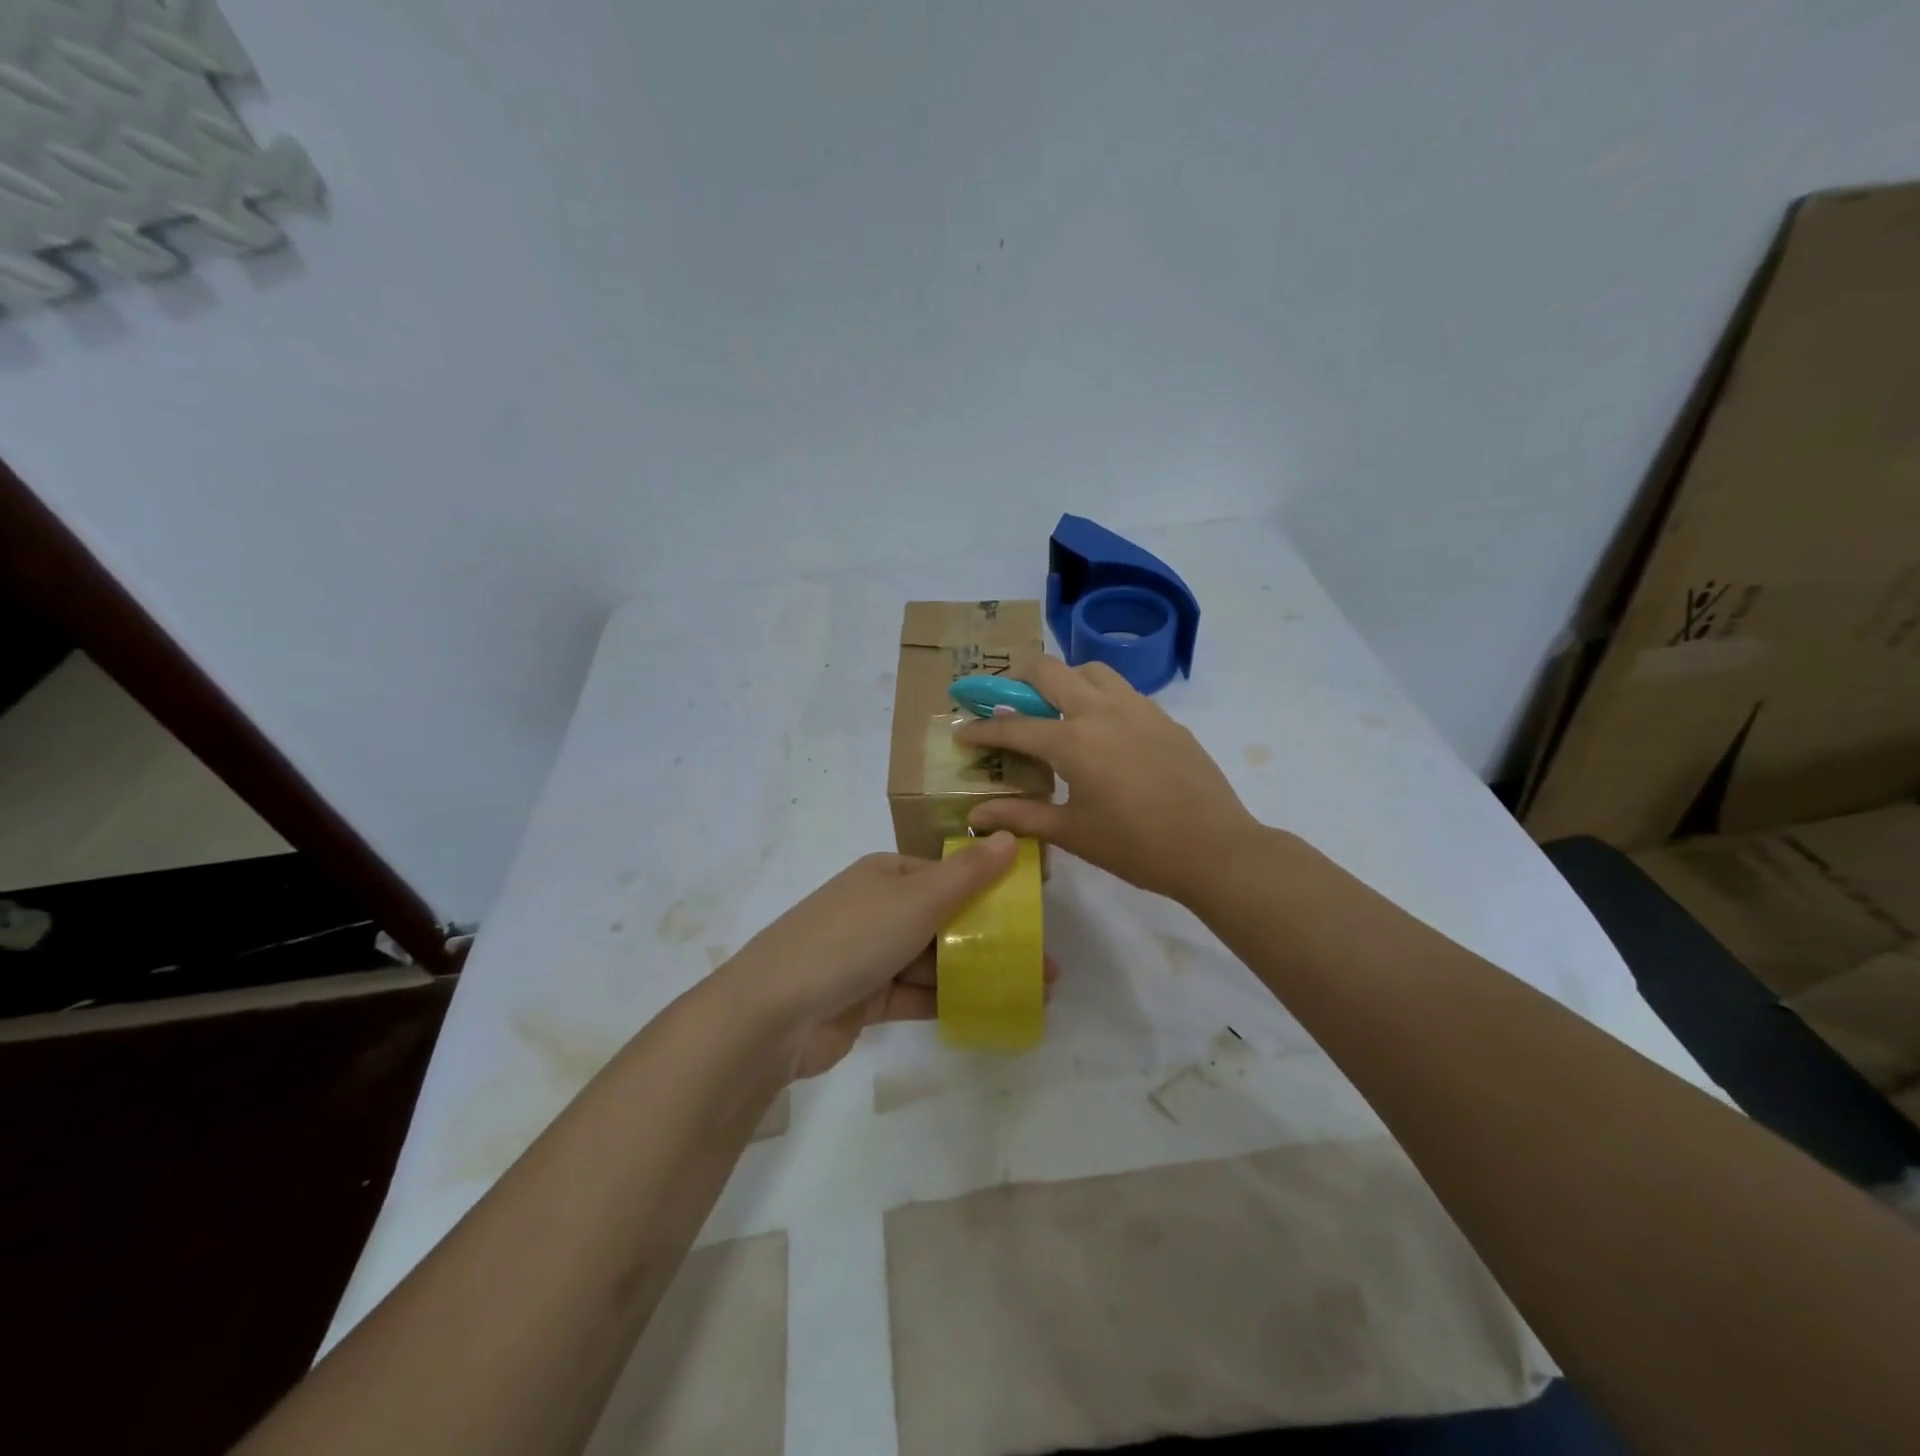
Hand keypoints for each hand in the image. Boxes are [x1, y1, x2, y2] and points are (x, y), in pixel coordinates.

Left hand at [717, 833, 1050, 1078]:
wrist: (773, 1014)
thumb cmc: (850, 940)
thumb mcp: (916, 900)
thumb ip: (967, 874)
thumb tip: (1010, 836)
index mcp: (886, 874)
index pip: (947, 874)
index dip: (991, 889)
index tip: (1032, 910)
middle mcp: (878, 909)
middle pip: (945, 919)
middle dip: (993, 938)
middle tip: (1043, 960)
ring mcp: (870, 955)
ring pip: (935, 959)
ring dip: (978, 972)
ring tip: (1032, 989)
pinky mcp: (866, 999)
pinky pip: (917, 994)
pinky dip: (950, 1000)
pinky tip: (991, 1010)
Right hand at [954, 657, 1264, 905]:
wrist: (1215, 849)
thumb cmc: (1136, 847)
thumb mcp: (1072, 833)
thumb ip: (1021, 817)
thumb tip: (974, 816)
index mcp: (1074, 742)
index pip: (1014, 726)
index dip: (982, 729)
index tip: (962, 732)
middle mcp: (1102, 711)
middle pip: (1049, 670)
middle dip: (1017, 678)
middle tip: (1006, 702)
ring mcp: (1138, 708)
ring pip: (1091, 670)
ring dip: (1064, 679)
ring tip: (1057, 709)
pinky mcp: (1164, 717)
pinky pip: (1122, 690)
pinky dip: (1099, 696)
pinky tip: (1102, 731)